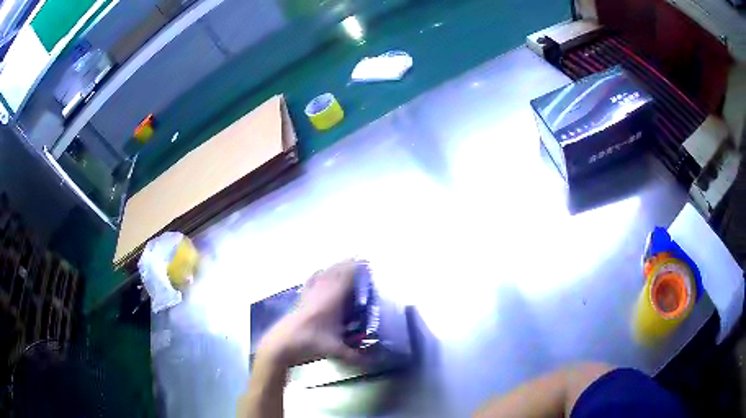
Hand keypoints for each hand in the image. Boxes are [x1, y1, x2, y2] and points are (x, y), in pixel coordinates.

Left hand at [256, 259, 360, 367]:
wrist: (281, 344)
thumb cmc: (309, 344)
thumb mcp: (336, 351)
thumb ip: (357, 357)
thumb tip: (376, 362)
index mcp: (332, 299)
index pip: (347, 276)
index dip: (358, 268)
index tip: (369, 262)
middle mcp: (321, 291)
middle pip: (336, 270)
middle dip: (349, 264)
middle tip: (362, 261)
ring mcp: (309, 293)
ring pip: (324, 272)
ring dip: (336, 267)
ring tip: (346, 265)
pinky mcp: (301, 298)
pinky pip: (312, 279)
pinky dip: (320, 273)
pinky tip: (321, 273)